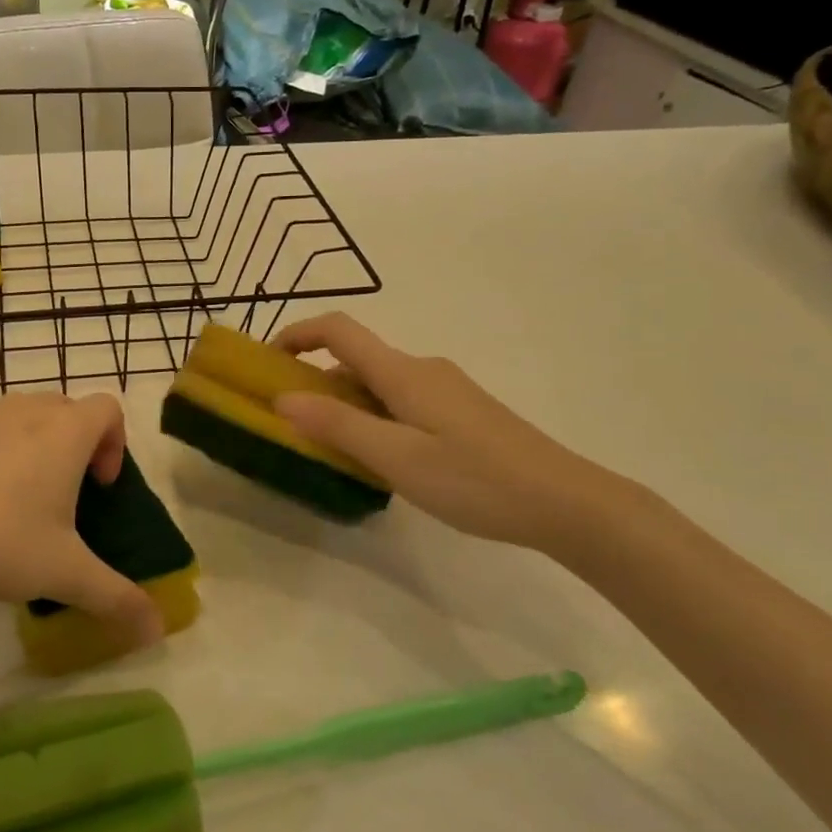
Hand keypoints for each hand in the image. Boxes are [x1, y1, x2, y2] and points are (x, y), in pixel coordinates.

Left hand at [0, 393, 162, 643]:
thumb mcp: (63, 574)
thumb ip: (116, 598)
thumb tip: (156, 631)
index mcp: (65, 431)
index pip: (109, 408)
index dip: (116, 443)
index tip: (100, 487)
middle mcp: (27, 411)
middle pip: (69, 409)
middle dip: (78, 446)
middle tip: (67, 497)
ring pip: (26, 417)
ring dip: (37, 447)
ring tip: (21, 502)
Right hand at [272, 313, 627, 553]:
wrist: (565, 501)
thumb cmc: (474, 478)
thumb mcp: (396, 457)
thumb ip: (338, 426)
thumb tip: (282, 398)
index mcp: (402, 372)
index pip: (339, 330)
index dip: (298, 334)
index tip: (267, 362)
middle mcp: (422, 369)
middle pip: (356, 360)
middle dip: (317, 384)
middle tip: (294, 428)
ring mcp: (446, 389)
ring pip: (379, 385)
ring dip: (347, 406)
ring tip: (334, 454)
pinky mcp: (461, 411)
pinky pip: (401, 402)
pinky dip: (375, 418)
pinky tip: (383, 461)